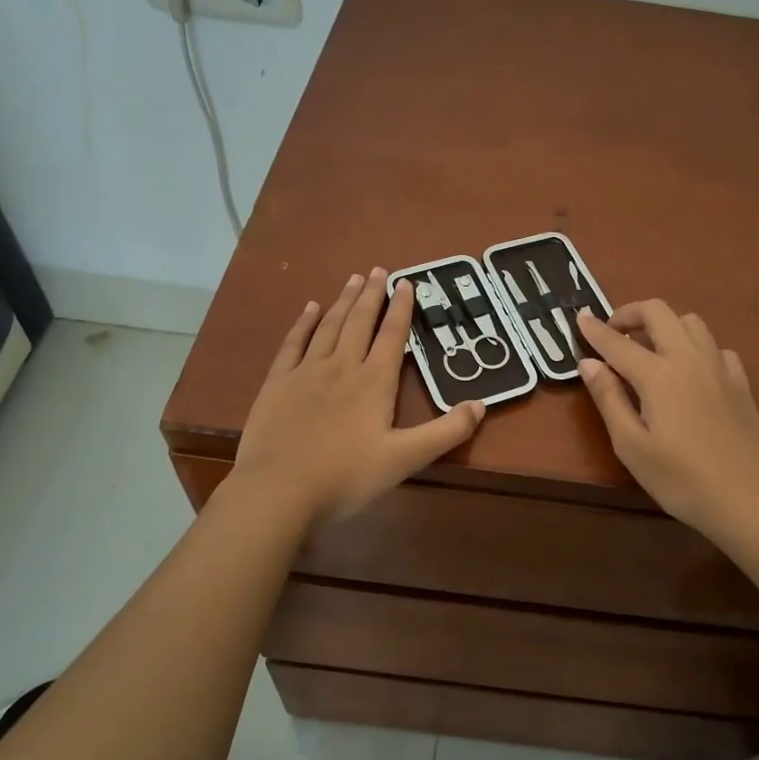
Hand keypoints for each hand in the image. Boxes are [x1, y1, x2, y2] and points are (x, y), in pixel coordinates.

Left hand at [232, 269, 484, 525]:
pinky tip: (310, 308)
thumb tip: (481, 405)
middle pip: (360, 322)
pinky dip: (303, 323)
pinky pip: (293, 343)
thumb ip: (446, 432)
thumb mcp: (406, 459)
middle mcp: (342, 366)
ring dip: (343, 301)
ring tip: (353, 279)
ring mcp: (306, 372)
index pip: (392, 335)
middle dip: (372, 294)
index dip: (401, 307)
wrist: (279, 490)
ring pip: (329, 326)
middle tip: (378, 269)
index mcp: (374, 382)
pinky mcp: (277, 383)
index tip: (406, 282)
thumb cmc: (346, 476)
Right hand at [575, 301, 758, 544]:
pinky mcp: (740, 382)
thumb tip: (588, 363)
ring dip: (664, 325)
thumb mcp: (631, 446)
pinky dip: (695, 347)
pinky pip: (715, 347)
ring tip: (649, 350)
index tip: (580, 318)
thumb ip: (609, 399)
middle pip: (658, 312)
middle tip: (613, 333)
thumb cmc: (682, 480)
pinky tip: (690, 372)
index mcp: (658, 375)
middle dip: (630, 313)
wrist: (750, 500)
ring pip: (690, 322)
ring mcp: (720, 367)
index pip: (618, 342)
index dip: (595, 330)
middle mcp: (689, 359)